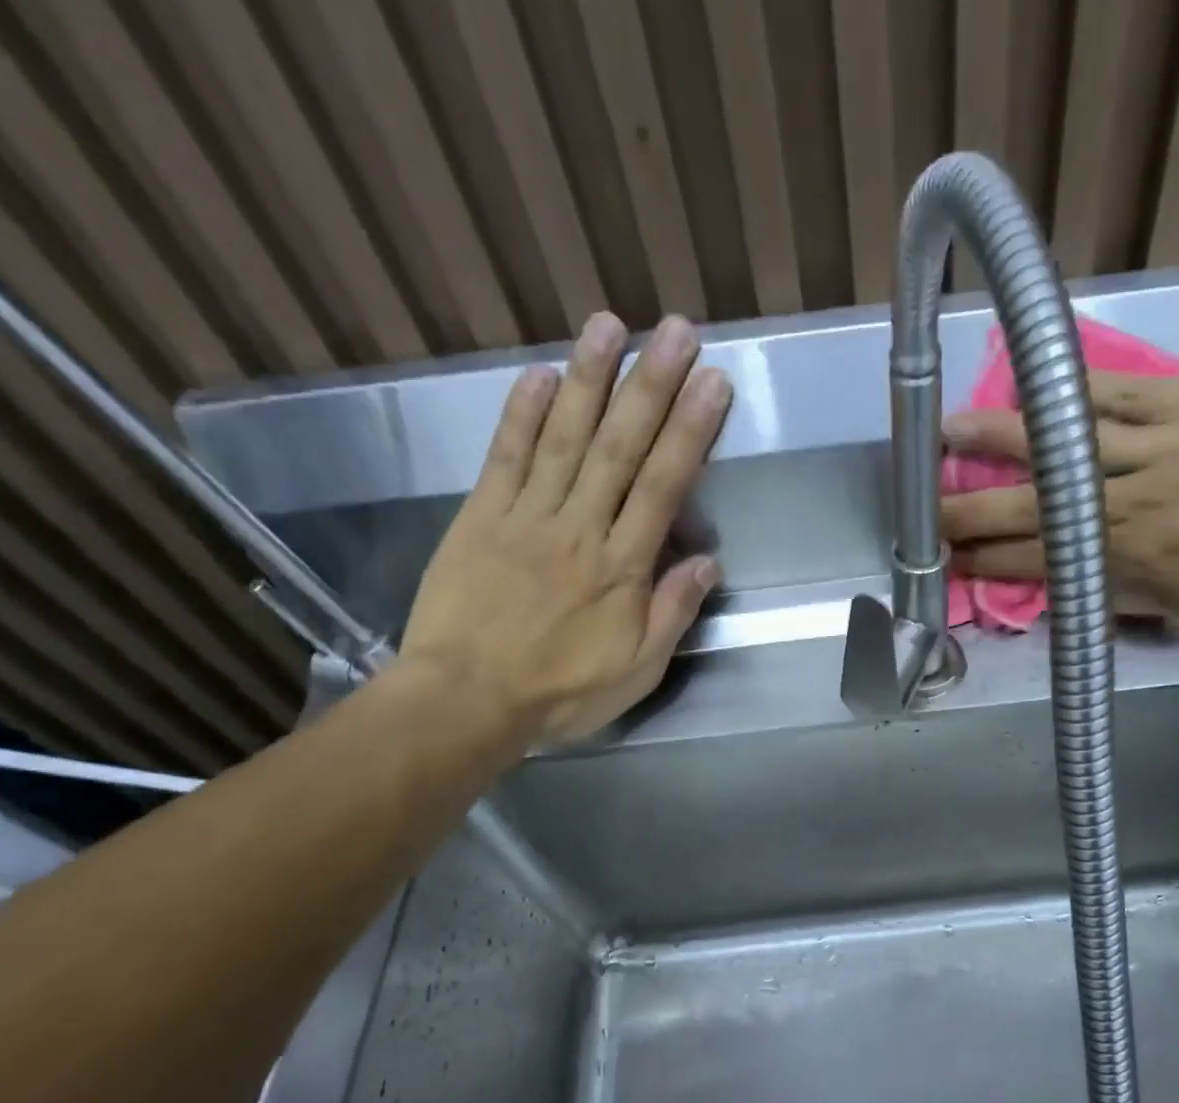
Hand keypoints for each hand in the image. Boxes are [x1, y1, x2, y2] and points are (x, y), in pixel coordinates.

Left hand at [400, 311, 729, 751]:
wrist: (465, 701)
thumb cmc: (561, 693)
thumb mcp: (636, 670)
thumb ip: (672, 614)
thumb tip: (706, 562)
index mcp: (622, 568)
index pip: (663, 487)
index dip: (690, 432)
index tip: (712, 383)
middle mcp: (579, 529)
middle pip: (620, 448)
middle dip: (651, 386)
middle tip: (676, 331)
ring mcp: (526, 518)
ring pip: (563, 438)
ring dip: (588, 380)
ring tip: (610, 326)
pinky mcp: (480, 518)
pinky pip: (505, 458)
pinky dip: (521, 414)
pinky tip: (539, 374)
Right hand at [941, 371, 1178, 615]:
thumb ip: (1124, 592)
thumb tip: (1071, 584)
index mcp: (1131, 561)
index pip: (1039, 561)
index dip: (987, 562)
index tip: (948, 562)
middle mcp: (1128, 505)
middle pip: (1033, 508)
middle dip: (971, 514)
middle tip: (926, 516)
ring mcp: (1154, 447)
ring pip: (1061, 445)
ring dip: (999, 442)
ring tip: (949, 431)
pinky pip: (1114, 391)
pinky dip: (1066, 386)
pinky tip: (1027, 377)